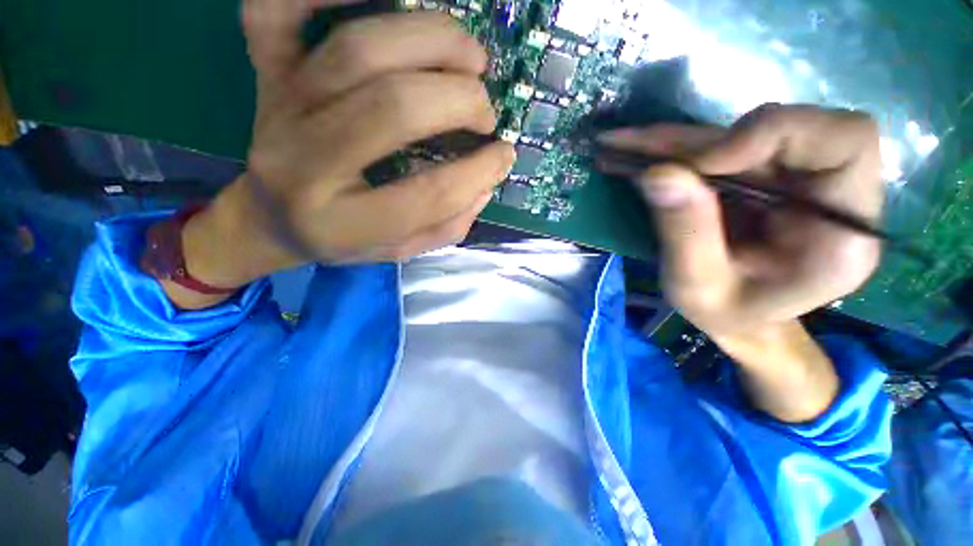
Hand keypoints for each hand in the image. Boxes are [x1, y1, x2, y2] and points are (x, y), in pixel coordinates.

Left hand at [173, 3, 514, 303]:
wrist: (269, 218)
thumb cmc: (341, 239)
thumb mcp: (399, 250)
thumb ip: (447, 225)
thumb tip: (486, 182)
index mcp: (343, 223)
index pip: (428, 194)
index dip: (478, 172)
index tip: (504, 156)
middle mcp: (306, 163)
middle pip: (394, 107)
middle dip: (460, 101)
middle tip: (485, 111)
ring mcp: (280, 105)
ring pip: (360, 49)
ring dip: (433, 41)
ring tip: (471, 57)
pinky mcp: (266, 69)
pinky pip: (281, 6)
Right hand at [602, 104, 884, 420]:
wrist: (745, 327)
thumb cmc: (729, 323)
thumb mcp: (699, 291)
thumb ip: (685, 231)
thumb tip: (659, 173)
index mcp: (844, 228)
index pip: (839, 139)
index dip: (768, 136)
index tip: (702, 164)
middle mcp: (829, 192)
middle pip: (789, 123)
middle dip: (708, 136)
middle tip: (638, 151)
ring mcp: (791, 180)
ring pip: (743, 132)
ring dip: (676, 140)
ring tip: (619, 148)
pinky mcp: (758, 178)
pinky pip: (719, 147)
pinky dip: (673, 149)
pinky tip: (632, 156)